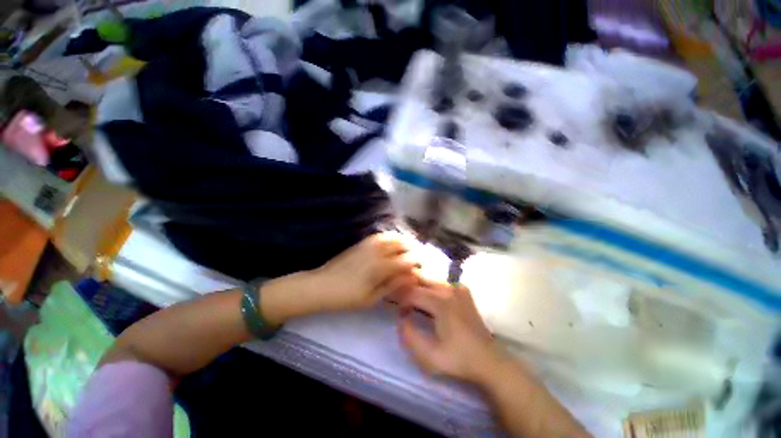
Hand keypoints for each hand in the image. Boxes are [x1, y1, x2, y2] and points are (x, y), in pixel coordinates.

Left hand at [307, 232, 420, 312]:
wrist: (321, 285)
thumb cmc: (347, 297)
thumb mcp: (372, 298)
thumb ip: (393, 285)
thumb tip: (411, 277)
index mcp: (381, 267)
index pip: (406, 260)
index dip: (418, 260)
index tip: (426, 263)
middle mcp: (377, 252)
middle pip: (402, 244)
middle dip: (414, 248)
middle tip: (421, 254)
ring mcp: (369, 245)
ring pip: (392, 237)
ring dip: (404, 240)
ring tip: (411, 246)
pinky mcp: (362, 243)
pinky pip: (381, 235)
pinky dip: (392, 236)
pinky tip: (395, 241)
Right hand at [398, 281, 504, 384]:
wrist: (489, 361)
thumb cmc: (459, 360)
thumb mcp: (429, 357)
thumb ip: (409, 337)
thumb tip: (401, 320)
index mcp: (441, 302)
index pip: (412, 292)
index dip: (402, 302)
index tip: (401, 316)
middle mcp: (449, 289)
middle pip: (421, 280)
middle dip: (409, 291)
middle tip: (405, 307)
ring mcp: (458, 288)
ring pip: (430, 280)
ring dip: (420, 289)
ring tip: (415, 305)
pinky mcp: (463, 291)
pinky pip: (441, 284)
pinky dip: (432, 289)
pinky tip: (431, 302)